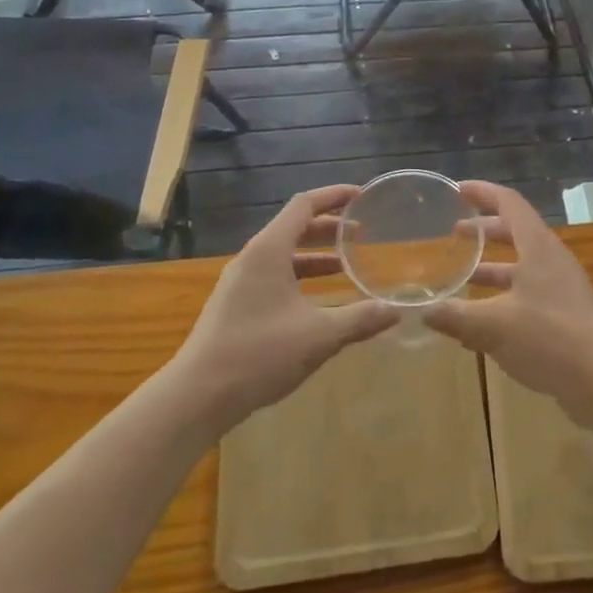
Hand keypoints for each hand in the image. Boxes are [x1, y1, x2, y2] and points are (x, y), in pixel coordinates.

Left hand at [169, 185, 395, 429]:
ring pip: (283, 254)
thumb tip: (395, 311)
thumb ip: (359, 319)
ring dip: (315, 255)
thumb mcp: (318, 336)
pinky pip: (273, 275)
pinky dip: (299, 276)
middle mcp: (252, 258)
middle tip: (362, 234)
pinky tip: (317, 301)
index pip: (304, 205)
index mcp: (269, 251)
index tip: (362, 196)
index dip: (334, 196)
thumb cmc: (259, 354)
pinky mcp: (235, 305)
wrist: (197, 396)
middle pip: (294, 227)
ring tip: (345, 266)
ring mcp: (239, 282)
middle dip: (329, 228)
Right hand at [426, 182, 592, 425]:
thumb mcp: (494, 327)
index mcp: (537, 247)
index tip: (458, 190)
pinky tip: (483, 322)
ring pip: (522, 265)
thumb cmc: (550, 339)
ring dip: (493, 266)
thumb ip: (456, 317)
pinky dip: (504, 296)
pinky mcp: (565, 315)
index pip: (509, 203)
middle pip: (515, 232)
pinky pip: (529, 293)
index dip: (483, 192)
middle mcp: (551, 260)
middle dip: (484, 230)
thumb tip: (422, 311)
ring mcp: (561, 287)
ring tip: (463, 276)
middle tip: (455, 233)